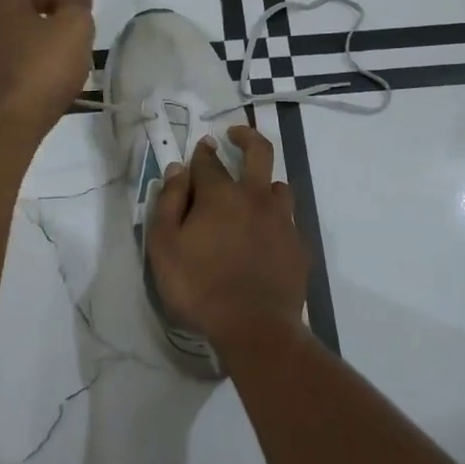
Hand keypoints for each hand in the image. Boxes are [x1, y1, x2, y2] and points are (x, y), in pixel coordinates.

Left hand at [0, 0, 94, 137]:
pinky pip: (8, 49)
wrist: (6, 125)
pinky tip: (51, 73)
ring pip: (11, 23)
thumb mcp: (74, 29)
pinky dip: (30, 49)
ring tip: (68, 49)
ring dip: (39, 26)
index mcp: (1, 0)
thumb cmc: (42, 69)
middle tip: (74, 19)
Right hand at [146, 125, 308, 355]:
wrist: (255, 328)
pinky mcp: (299, 246)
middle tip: (235, 135)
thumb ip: (169, 203)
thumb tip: (177, 170)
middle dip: (246, 136)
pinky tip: (267, 237)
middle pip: (259, 152)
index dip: (201, 152)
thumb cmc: (199, 287)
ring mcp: (283, 221)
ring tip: (253, 196)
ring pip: (279, 186)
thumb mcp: (165, 247)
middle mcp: (256, 198)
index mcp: (221, 195)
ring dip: (265, 183)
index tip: (199, 148)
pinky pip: (288, 221)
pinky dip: (276, 220)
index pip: (209, 160)